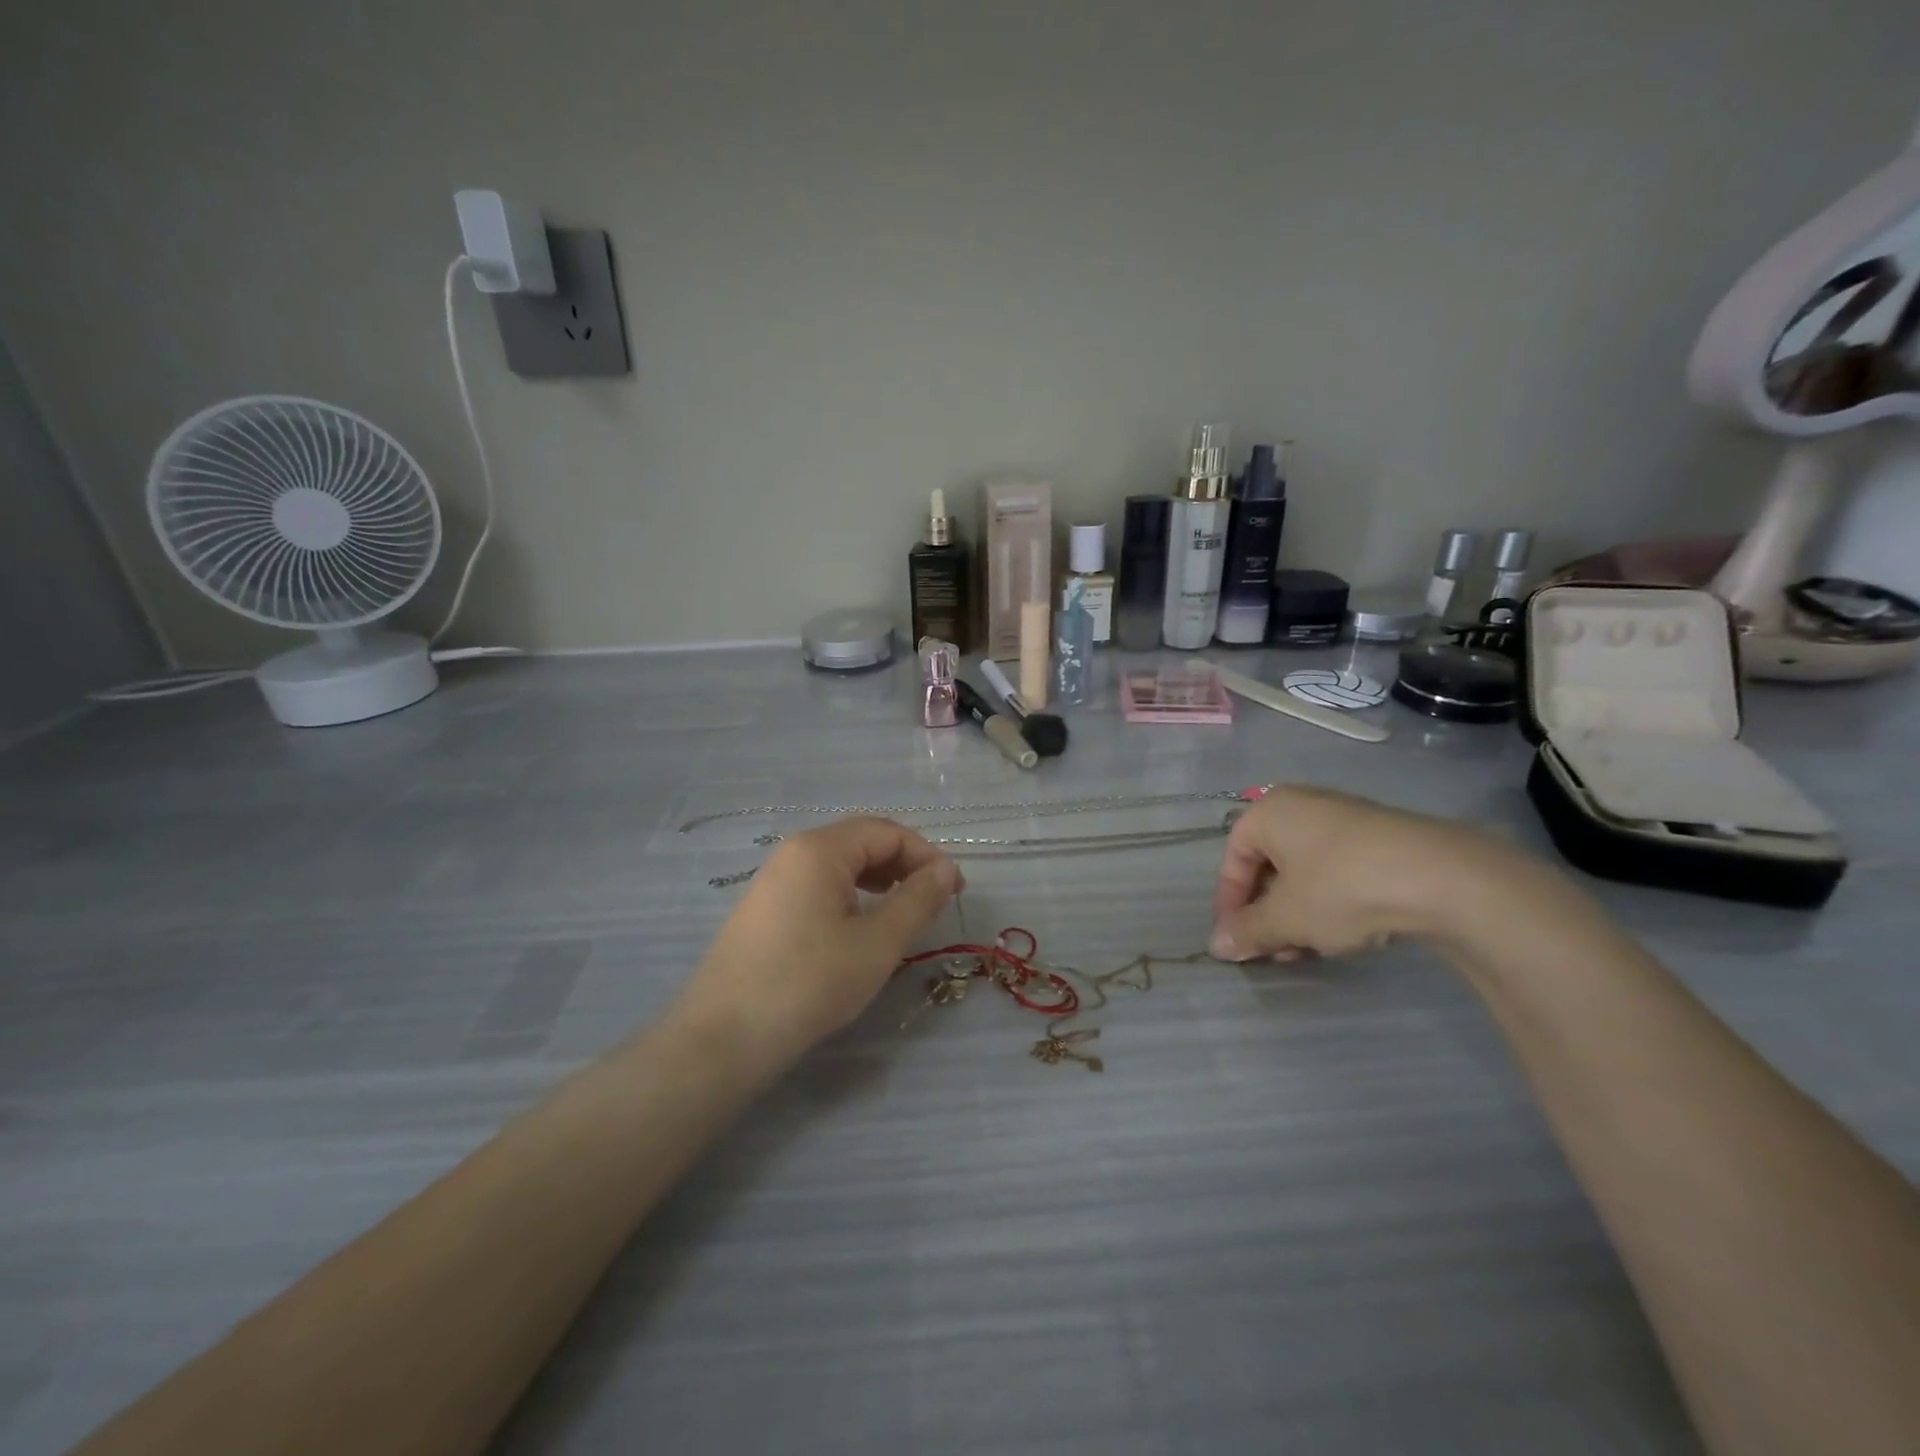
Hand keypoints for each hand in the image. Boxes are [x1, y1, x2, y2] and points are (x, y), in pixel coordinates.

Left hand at [676, 817, 961, 1065]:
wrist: (723, 1037)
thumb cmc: (809, 983)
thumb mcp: (877, 944)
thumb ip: (917, 900)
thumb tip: (947, 868)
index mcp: (820, 849)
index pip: (888, 832)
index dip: (927, 856)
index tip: (955, 891)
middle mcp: (794, 852)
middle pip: (862, 841)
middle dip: (904, 864)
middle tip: (932, 901)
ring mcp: (774, 879)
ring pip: (840, 863)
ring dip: (879, 879)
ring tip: (902, 912)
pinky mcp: (764, 907)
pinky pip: (819, 884)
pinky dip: (850, 895)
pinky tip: (859, 926)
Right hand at [1209, 785, 1520, 960]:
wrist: (1444, 878)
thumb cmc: (1342, 887)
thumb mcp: (1287, 917)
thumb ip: (1248, 931)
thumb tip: (1217, 947)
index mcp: (1270, 811)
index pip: (1233, 858)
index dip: (1229, 903)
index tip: (1237, 940)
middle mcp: (1304, 805)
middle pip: (1270, 864)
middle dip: (1267, 912)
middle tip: (1274, 949)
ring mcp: (1347, 818)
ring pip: (1306, 871)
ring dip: (1298, 913)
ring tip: (1310, 949)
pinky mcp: (1384, 838)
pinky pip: (1340, 870)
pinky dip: (1332, 902)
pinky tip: (1347, 933)